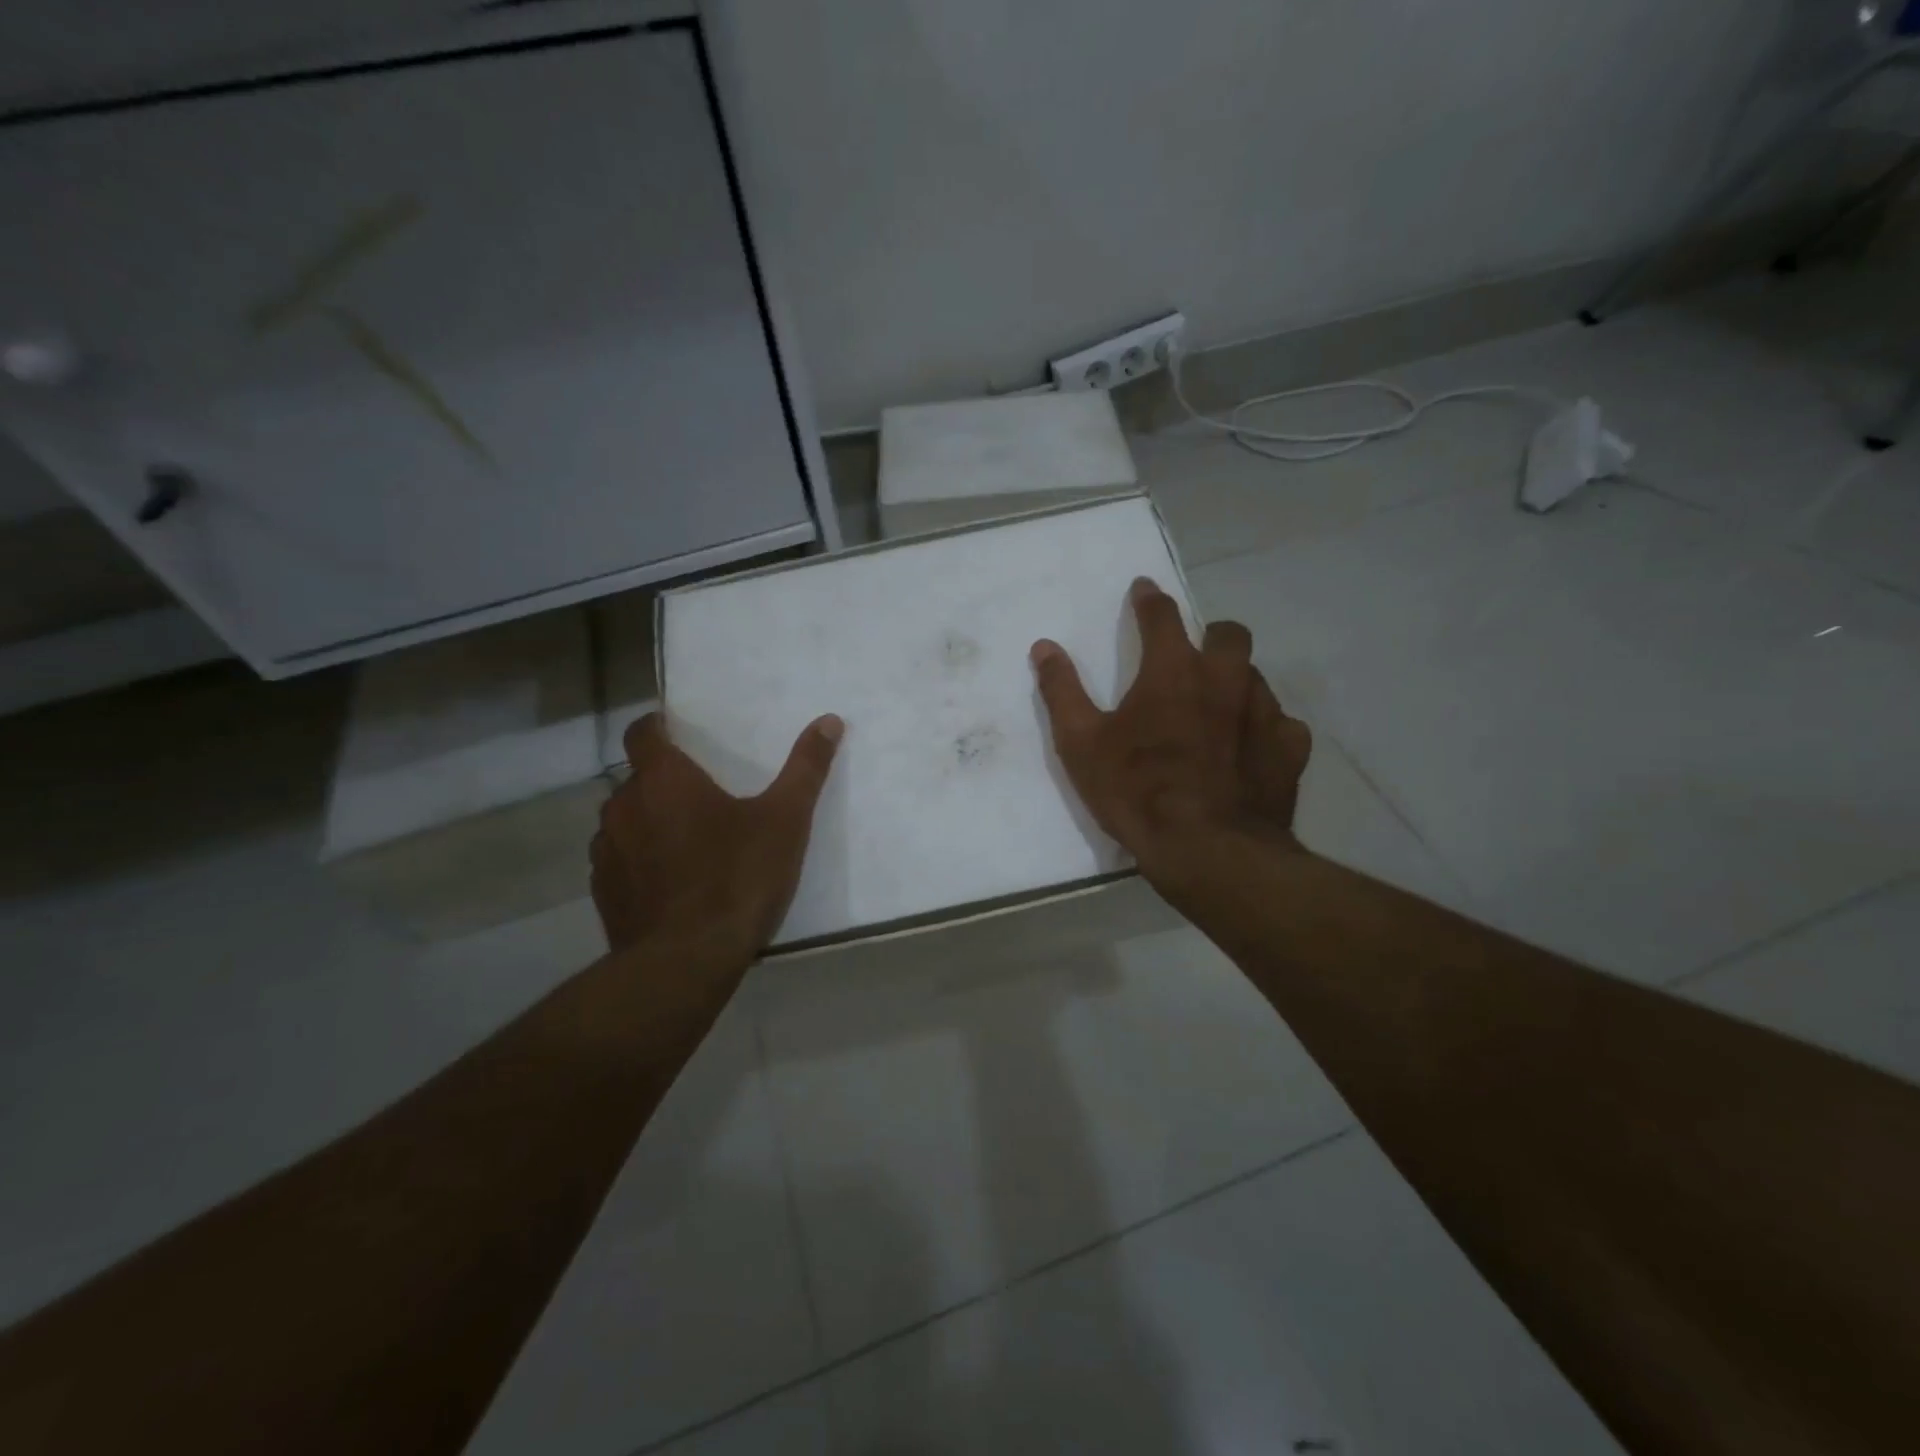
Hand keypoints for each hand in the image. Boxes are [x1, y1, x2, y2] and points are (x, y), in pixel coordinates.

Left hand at [591, 712, 844, 962]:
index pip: (641, 732)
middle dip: (662, 783)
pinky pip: (617, 862)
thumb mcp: (786, 820)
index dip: (656, 727)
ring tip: (685, 842)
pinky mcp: (603, 893)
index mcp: (664, 780)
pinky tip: (668, 883)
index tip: (675, 733)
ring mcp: (607, 852)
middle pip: (636, 779)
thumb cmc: (738, 877)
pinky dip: (638, 862)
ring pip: (623, 821)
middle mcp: (624, 806)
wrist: (687, 960)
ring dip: (647, 823)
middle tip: (700, 797)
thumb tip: (829, 720)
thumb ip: (806, 767)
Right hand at [1030, 576, 1310, 889]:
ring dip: (1236, 682)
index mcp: (1173, 671)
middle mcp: (1225, 680)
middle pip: (1228, 635)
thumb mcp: (1080, 743)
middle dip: (1210, 635)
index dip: (1150, 599)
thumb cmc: (1136, 791)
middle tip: (1193, 656)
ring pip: (1256, 678)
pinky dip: (1266, 728)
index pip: (1162, 616)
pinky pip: (1283, 724)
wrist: (1206, 850)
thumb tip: (1044, 647)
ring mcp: (1265, 713)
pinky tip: (1252, 748)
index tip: (1144, 589)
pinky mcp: (1289, 750)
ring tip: (1218, 709)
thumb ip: (1062, 690)